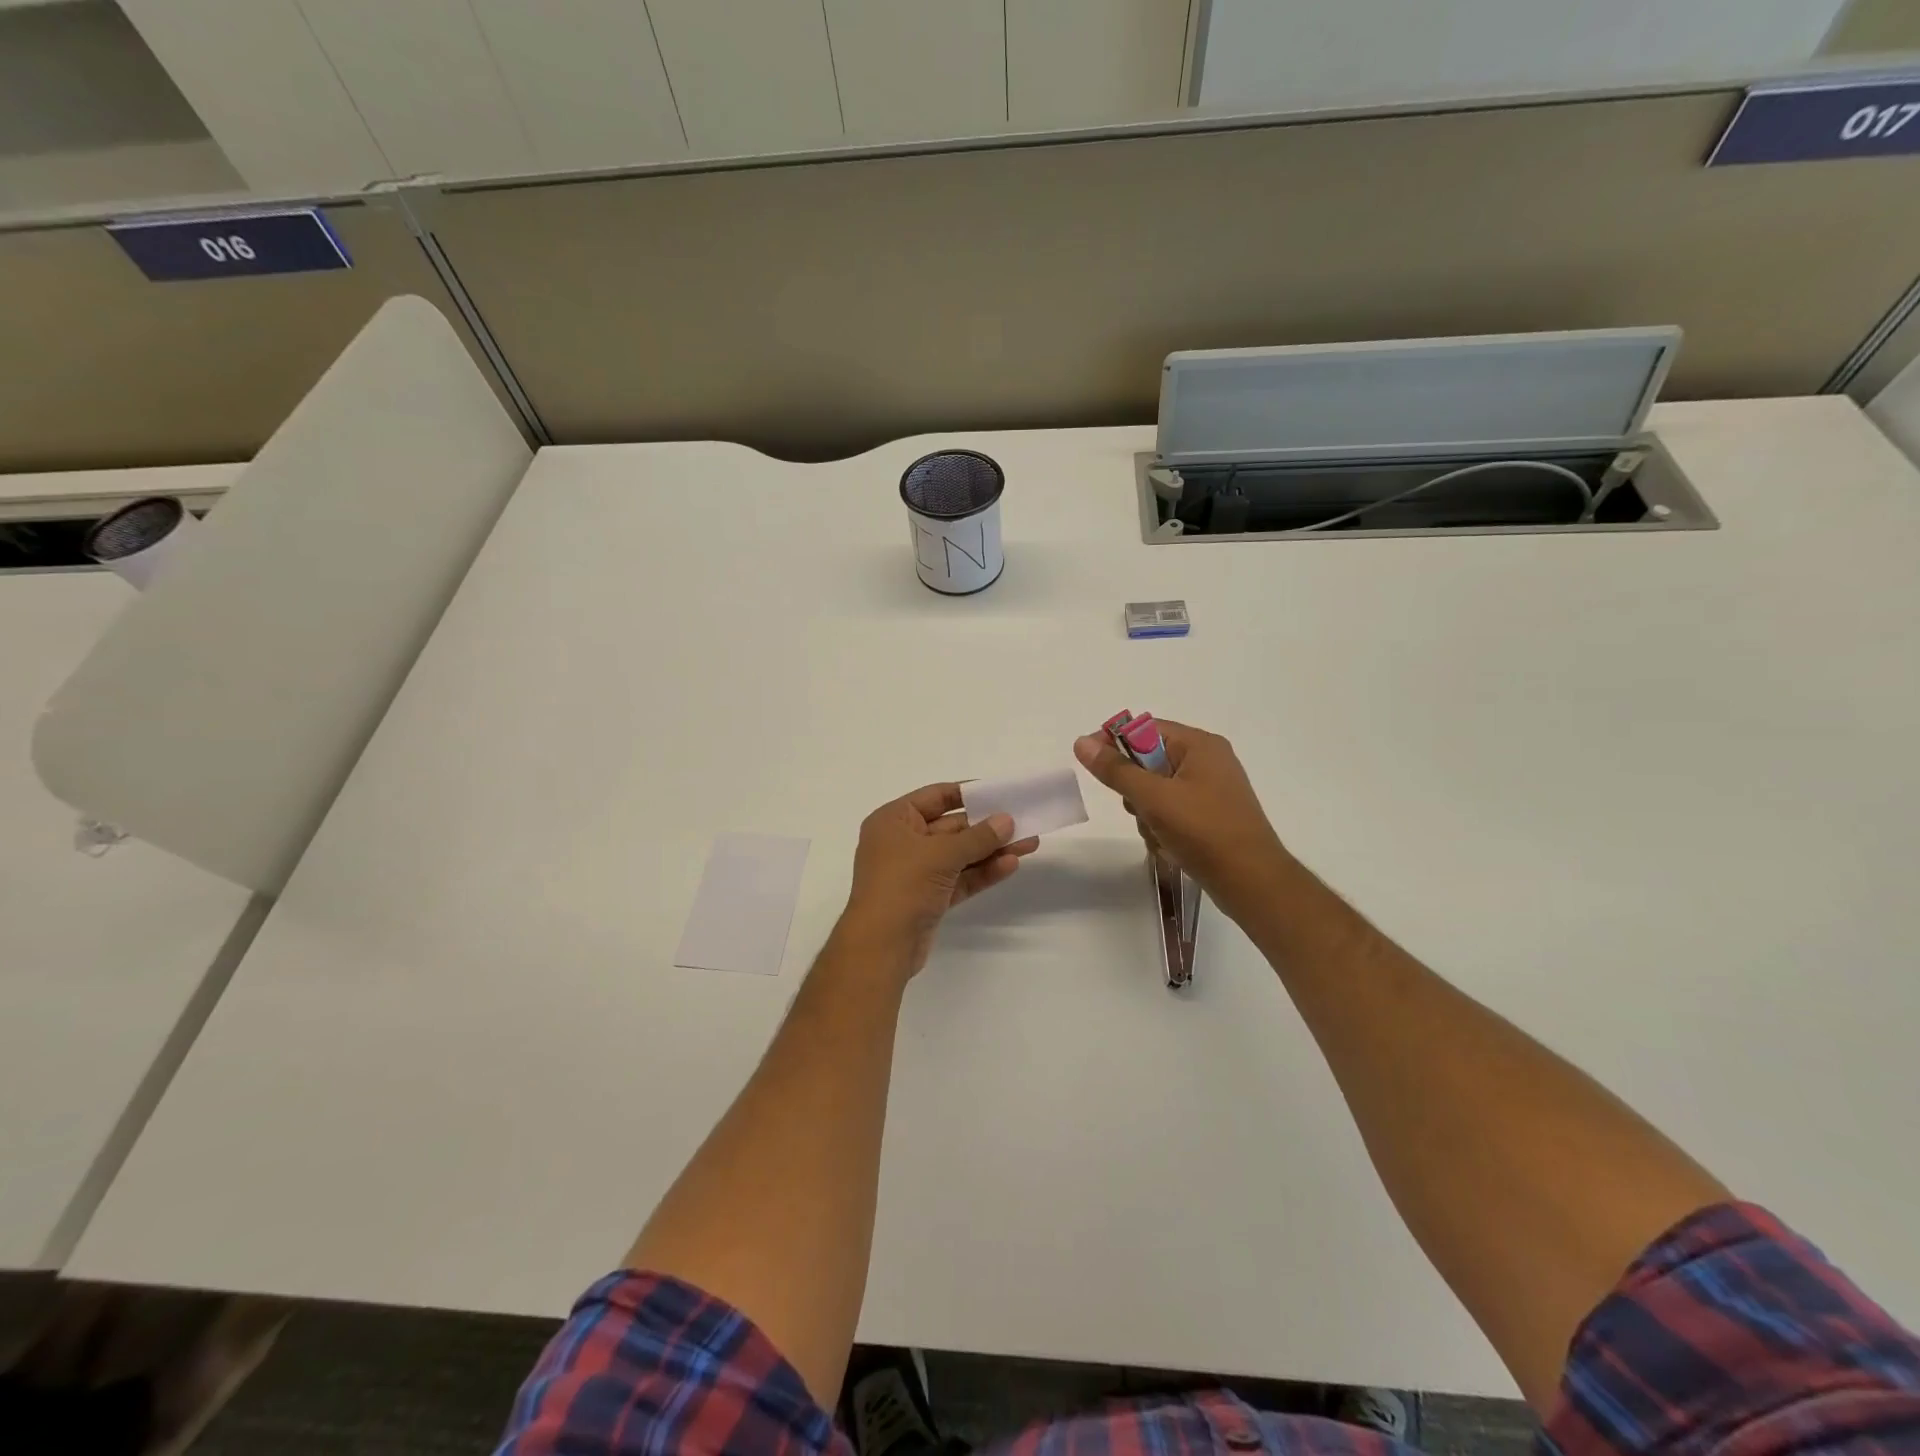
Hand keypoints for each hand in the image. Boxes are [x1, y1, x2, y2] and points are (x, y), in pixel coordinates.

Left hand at [838, 783, 1039, 978]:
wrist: (880, 947)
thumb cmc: (902, 886)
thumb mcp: (941, 855)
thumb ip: (977, 837)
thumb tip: (1006, 820)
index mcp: (894, 820)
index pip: (935, 796)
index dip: (968, 793)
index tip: (1000, 792)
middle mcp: (902, 842)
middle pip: (951, 826)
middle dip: (987, 826)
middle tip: (1024, 821)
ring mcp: (916, 872)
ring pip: (959, 855)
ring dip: (991, 850)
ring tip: (1029, 843)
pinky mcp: (929, 897)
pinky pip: (959, 878)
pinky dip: (982, 872)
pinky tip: (1010, 865)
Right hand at [1074, 721, 1290, 920]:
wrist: (1251, 882)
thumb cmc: (1203, 831)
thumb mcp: (1153, 798)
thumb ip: (1115, 770)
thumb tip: (1082, 742)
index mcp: (1199, 745)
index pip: (1146, 729)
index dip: (1115, 743)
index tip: (1092, 764)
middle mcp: (1208, 761)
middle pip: (1149, 762)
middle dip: (1135, 789)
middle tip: (1139, 809)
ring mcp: (1211, 791)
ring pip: (1156, 792)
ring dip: (1147, 814)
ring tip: (1159, 834)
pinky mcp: (1211, 817)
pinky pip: (1172, 812)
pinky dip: (1163, 827)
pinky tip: (1169, 847)